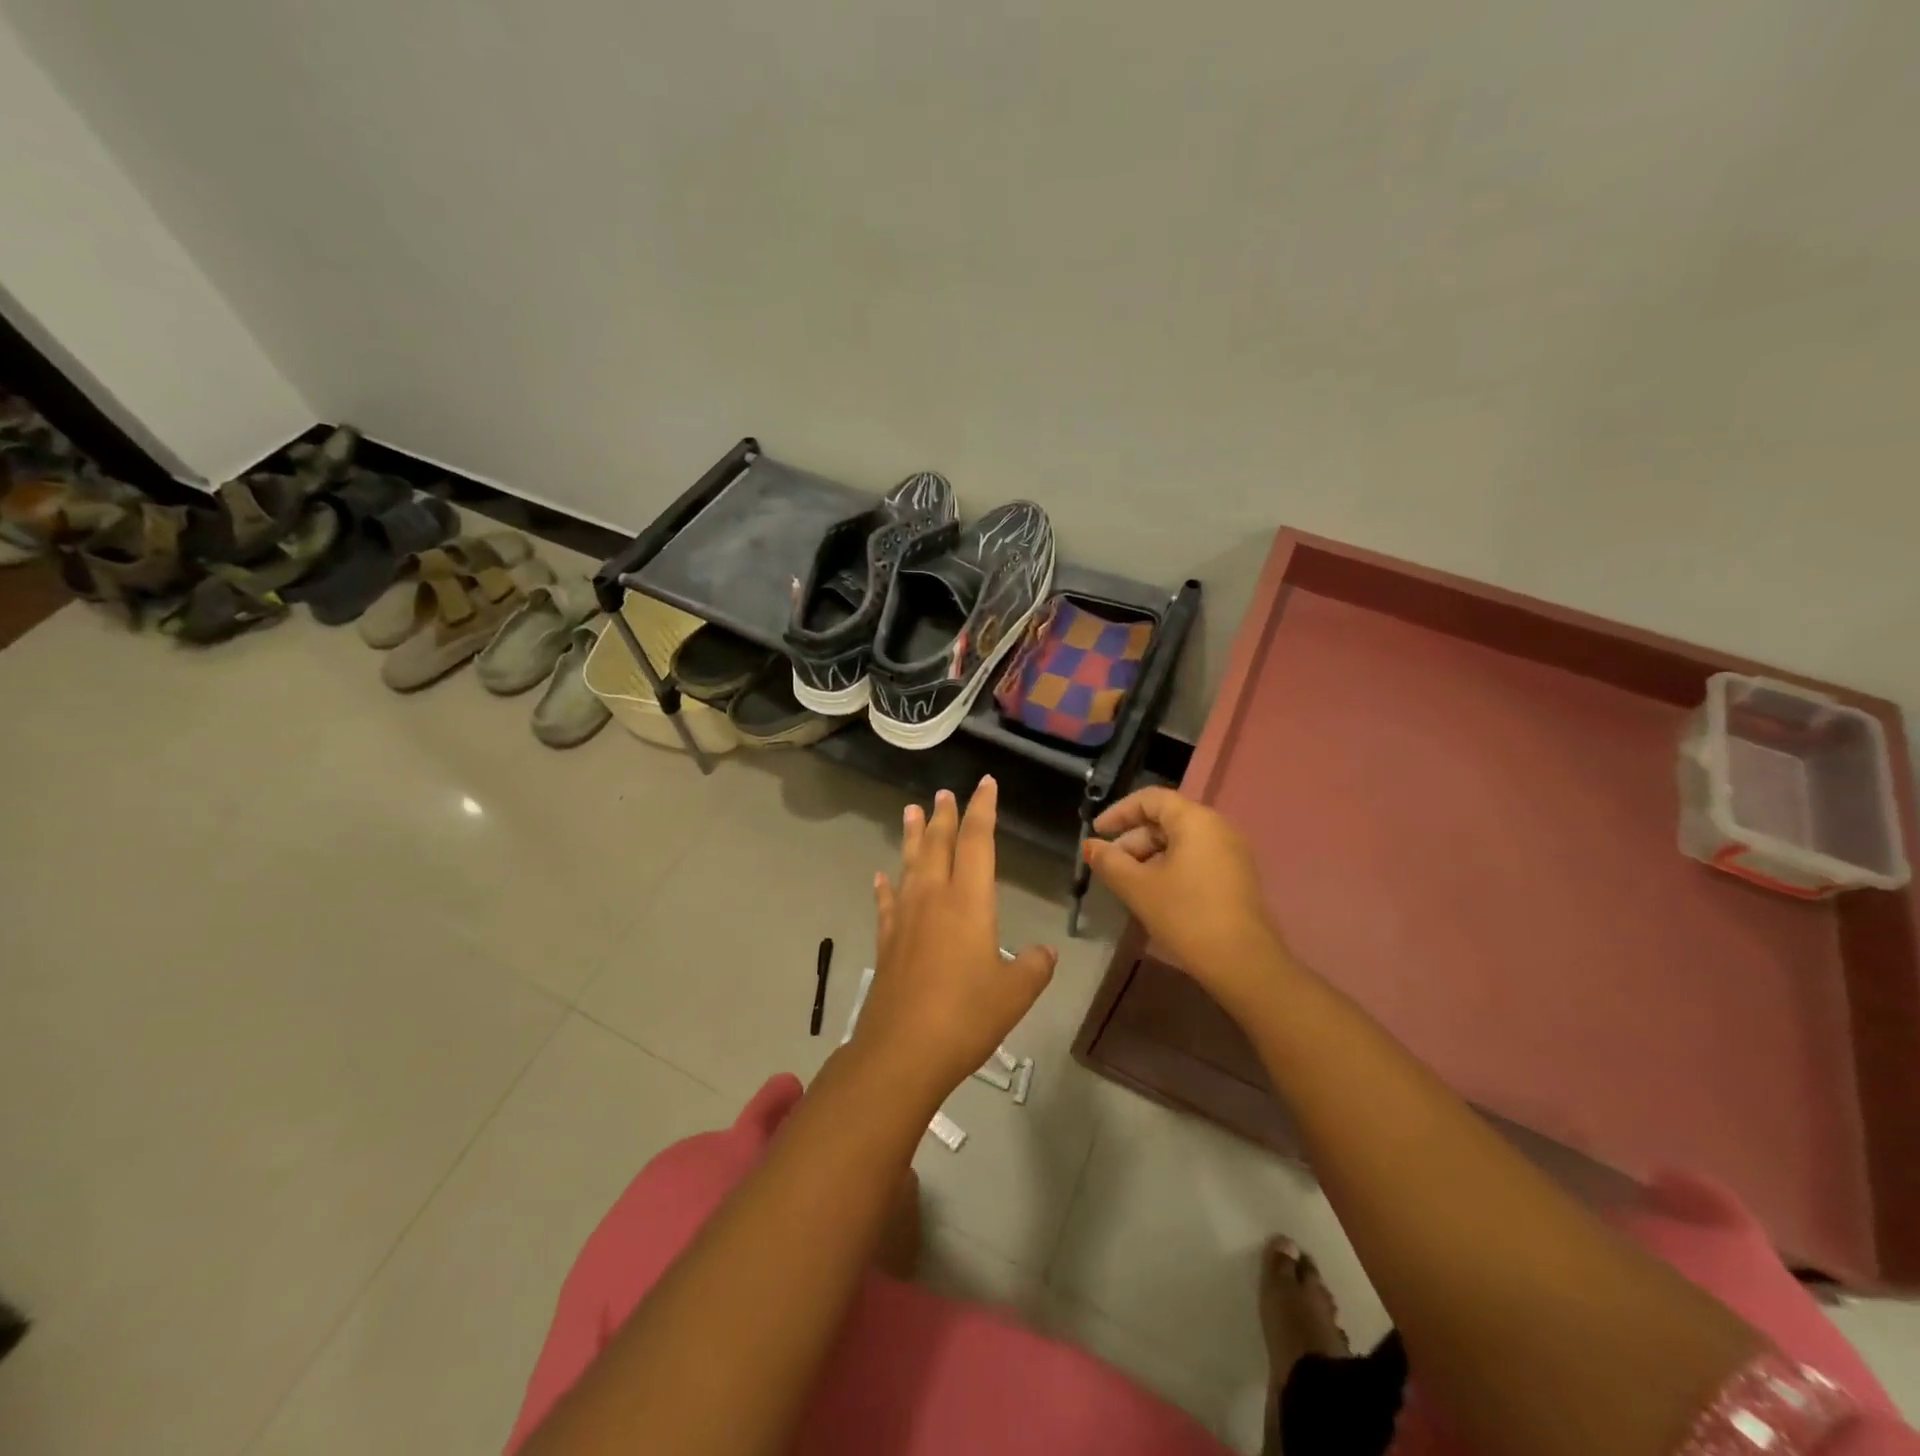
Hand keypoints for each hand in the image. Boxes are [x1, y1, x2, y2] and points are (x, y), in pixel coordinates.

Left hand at [855, 777, 1055, 1104]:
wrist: (903, 1049)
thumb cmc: (967, 1016)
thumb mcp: (1015, 993)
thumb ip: (1034, 967)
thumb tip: (1045, 952)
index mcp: (969, 901)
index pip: (978, 841)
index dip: (982, 809)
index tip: (985, 784)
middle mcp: (934, 898)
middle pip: (938, 844)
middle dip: (944, 816)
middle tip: (944, 793)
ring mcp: (905, 917)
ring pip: (909, 864)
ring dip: (911, 836)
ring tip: (910, 811)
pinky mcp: (887, 940)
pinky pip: (886, 902)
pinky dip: (885, 886)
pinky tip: (880, 876)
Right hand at [1084, 787, 1284, 1005]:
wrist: (1243, 963)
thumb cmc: (1186, 915)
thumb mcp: (1138, 887)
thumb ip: (1109, 861)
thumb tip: (1090, 846)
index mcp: (1195, 820)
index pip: (1150, 798)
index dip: (1119, 812)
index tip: (1097, 834)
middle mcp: (1218, 827)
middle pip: (1166, 819)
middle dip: (1133, 839)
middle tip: (1111, 867)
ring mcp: (1232, 853)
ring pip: (1180, 841)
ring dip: (1149, 856)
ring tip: (1129, 884)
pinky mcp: (1237, 877)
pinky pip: (1196, 858)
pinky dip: (1170, 867)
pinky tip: (1155, 894)